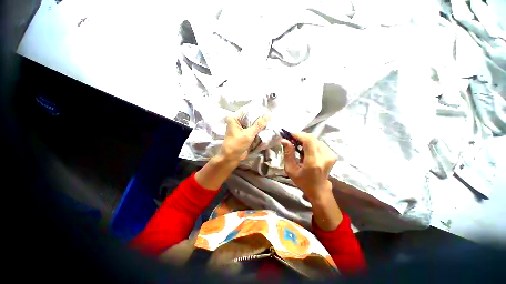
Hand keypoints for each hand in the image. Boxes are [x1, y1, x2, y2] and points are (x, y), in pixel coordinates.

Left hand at [218, 110, 269, 163]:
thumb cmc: (236, 145)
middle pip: (251, 116)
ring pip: (253, 123)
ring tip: (271, 123)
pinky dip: (258, 130)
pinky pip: (253, 129)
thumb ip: (258, 125)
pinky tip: (266, 129)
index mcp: (235, 118)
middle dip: (260, 118)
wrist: (231, 158)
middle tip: (271, 118)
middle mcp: (238, 121)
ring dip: (260, 124)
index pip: (248, 110)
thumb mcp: (248, 134)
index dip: (258, 110)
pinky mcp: (244, 133)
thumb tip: (268, 115)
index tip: (268, 111)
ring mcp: (241, 127)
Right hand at [281, 133, 337, 201]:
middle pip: (312, 138)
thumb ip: (288, 154)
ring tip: (300, 147)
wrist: (319, 189)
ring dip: (306, 141)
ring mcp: (330, 155)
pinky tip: (308, 151)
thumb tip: (284, 140)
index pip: (309, 140)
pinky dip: (312, 144)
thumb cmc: (302, 181)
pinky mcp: (333, 154)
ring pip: (316, 140)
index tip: (290, 135)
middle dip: (301, 137)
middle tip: (293, 141)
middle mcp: (324, 157)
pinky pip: (320, 143)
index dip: (299, 135)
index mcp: (313, 162)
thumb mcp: (290, 169)